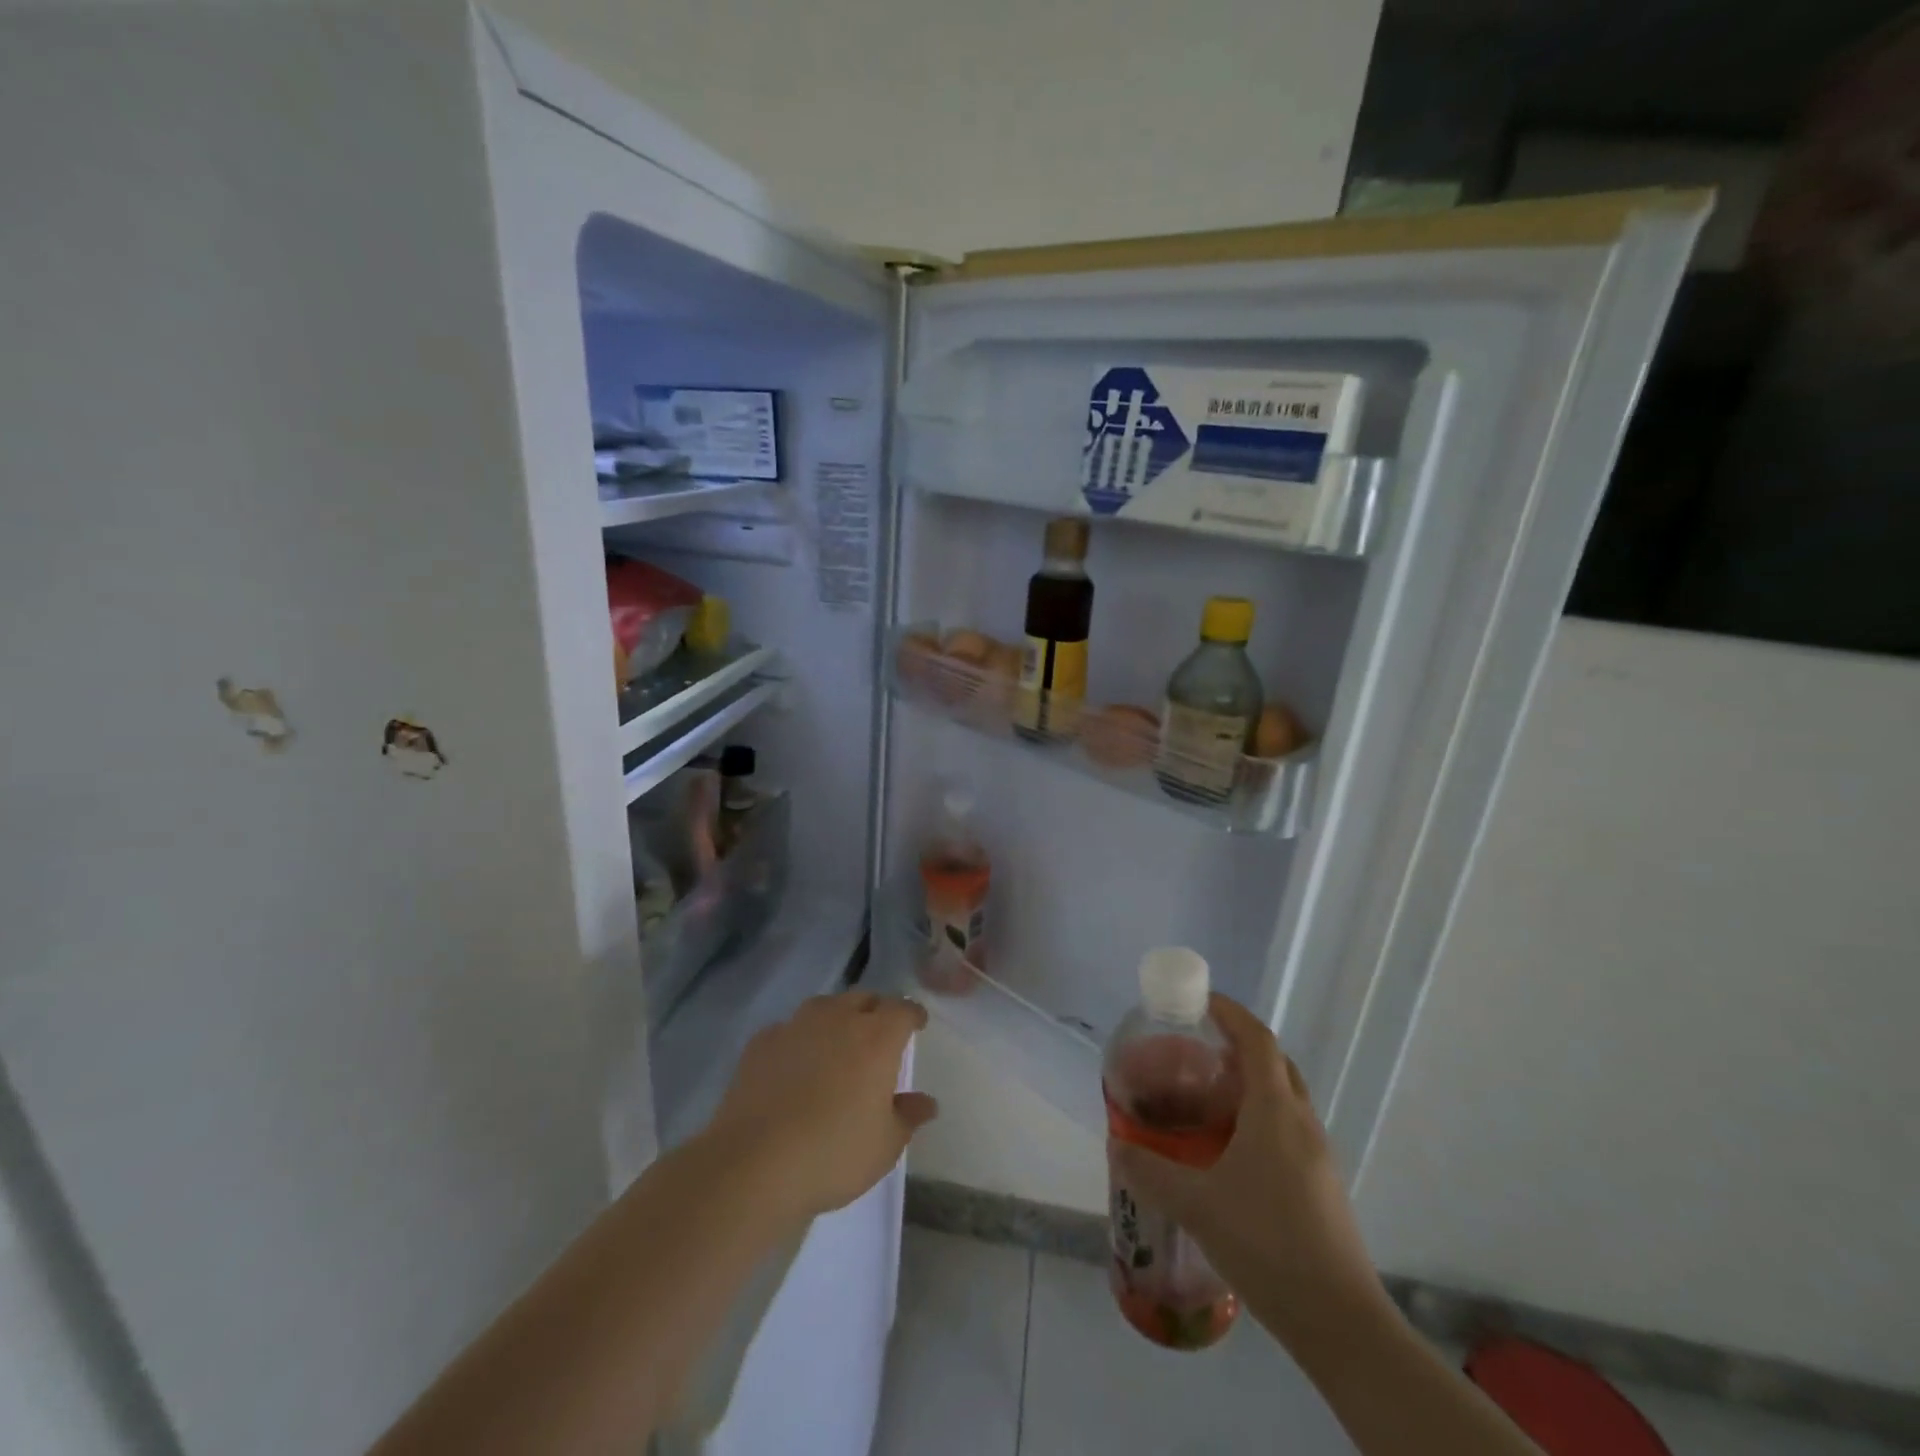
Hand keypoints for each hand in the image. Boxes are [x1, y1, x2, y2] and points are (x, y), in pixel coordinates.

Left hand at [707, 991, 937, 1219]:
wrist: (754, 1163)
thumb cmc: (833, 1153)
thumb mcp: (884, 1145)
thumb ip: (908, 1116)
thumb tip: (926, 1102)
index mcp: (877, 1037)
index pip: (903, 1009)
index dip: (913, 1015)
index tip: (917, 1025)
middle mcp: (838, 1018)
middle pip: (864, 999)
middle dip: (875, 1012)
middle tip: (878, 1037)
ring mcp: (796, 1026)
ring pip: (825, 1006)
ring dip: (836, 1019)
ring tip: (836, 1045)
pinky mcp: (761, 1042)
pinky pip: (789, 1029)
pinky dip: (798, 1040)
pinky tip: (793, 1065)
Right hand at [1110, 993, 1388, 1352]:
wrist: (1340, 1322)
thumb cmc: (1266, 1244)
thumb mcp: (1196, 1205)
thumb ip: (1150, 1171)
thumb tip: (1116, 1147)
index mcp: (1274, 1110)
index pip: (1257, 1039)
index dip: (1231, 1012)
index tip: (1200, 1001)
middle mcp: (1301, 1121)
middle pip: (1275, 1063)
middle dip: (1239, 1045)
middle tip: (1198, 1050)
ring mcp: (1318, 1154)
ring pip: (1285, 1097)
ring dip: (1252, 1083)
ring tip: (1208, 1097)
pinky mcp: (1322, 1185)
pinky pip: (1289, 1128)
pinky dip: (1261, 1117)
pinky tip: (1232, 1151)